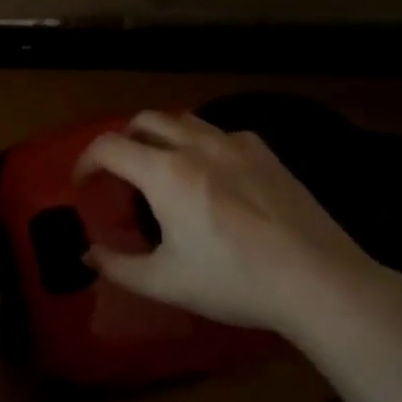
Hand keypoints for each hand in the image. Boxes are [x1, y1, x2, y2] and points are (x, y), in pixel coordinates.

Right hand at [75, 111, 385, 337]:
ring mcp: (235, 144)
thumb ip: (116, 266)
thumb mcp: (164, 282)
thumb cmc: (234, 281)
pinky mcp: (266, 154)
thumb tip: (87, 255)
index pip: (108, 146)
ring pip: (183, 120)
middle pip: (144, 121)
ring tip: (160, 167)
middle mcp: (196, 146)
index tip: (82, 184)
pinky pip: (220, 133)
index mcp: (165, 172)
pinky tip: (210, 173)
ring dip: (159, 136)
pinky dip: (199, 143)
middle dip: (121, 142)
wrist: (319, 282)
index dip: (85, 161)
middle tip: (118, 174)